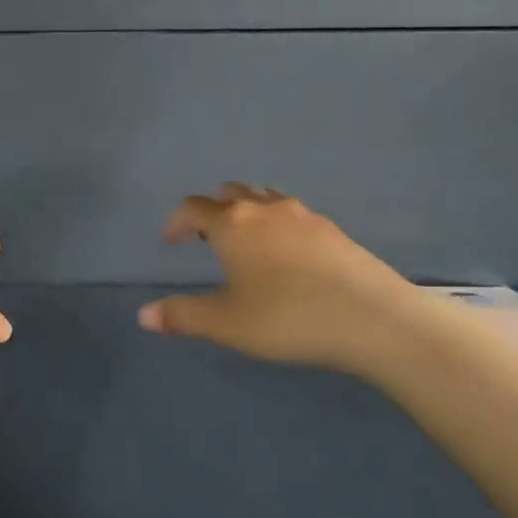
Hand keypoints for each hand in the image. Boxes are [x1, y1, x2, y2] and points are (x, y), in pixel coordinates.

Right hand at [138, 184, 419, 373]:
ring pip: (264, 199)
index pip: (193, 208)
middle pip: (229, 193)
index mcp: (232, 224)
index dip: (176, 222)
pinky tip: (287, 257)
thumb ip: (182, 316)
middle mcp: (265, 209)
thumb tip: (144, 315)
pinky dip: (277, 225)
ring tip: (247, 244)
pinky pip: (292, 215)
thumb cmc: (288, 317)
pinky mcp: (334, 230)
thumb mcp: (226, 323)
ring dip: (247, 213)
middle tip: (207, 239)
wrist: (374, 319)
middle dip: (212, 210)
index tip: (170, 242)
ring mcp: (304, 216)